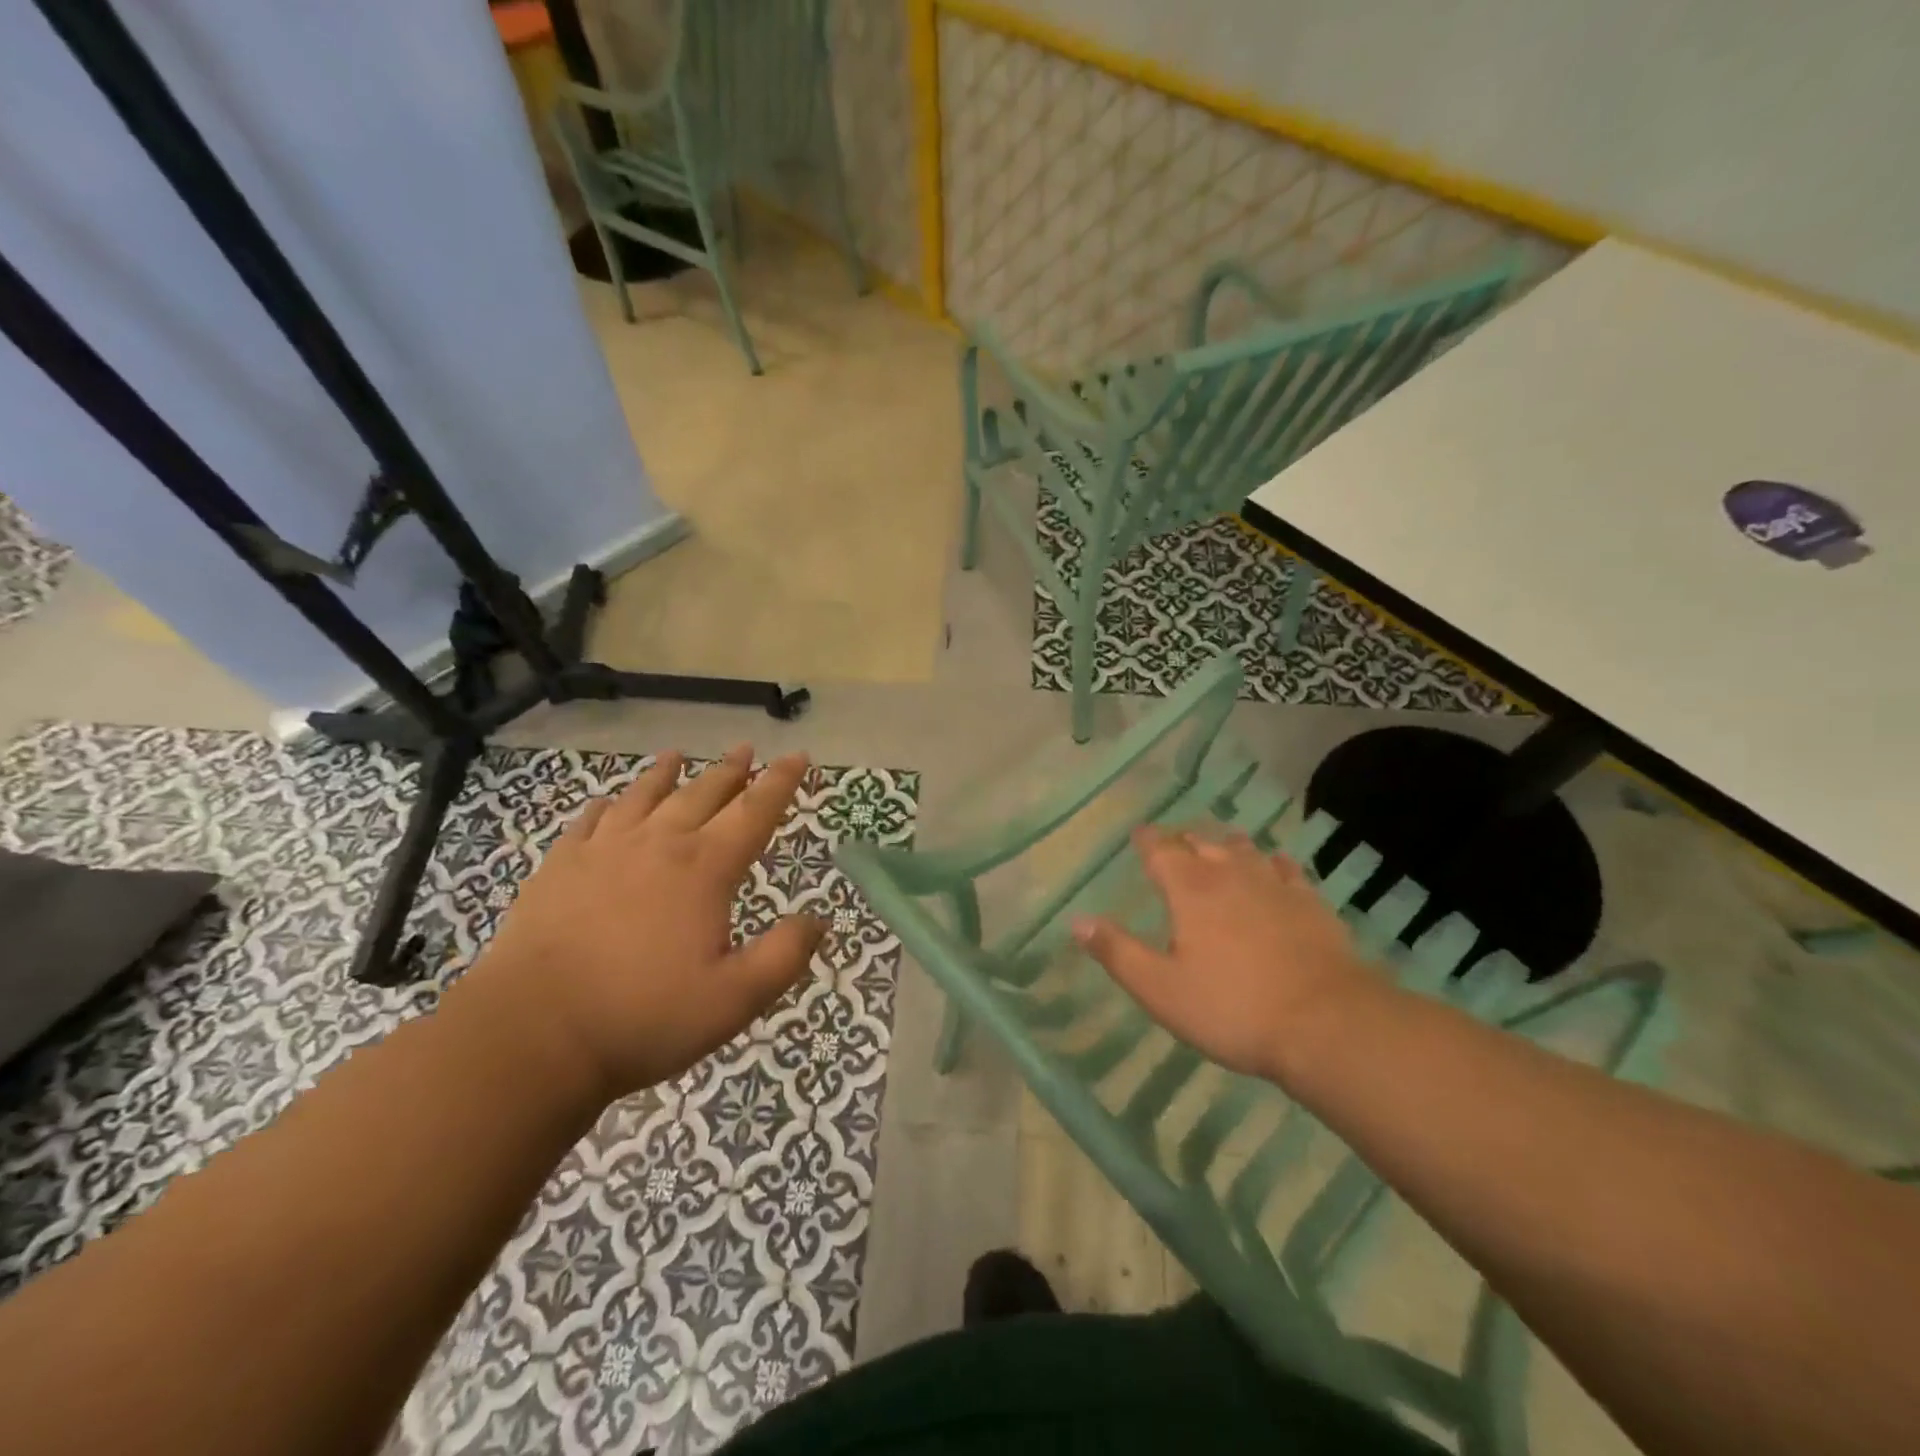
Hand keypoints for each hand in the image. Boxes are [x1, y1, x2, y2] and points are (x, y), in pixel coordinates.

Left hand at [470, 745, 822, 1100]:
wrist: (532, 1035)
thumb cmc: (644, 1017)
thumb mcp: (735, 999)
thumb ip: (785, 955)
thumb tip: (819, 920)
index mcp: (705, 869)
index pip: (755, 812)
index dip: (781, 782)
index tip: (797, 757)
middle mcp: (659, 845)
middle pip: (702, 794)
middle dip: (730, 771)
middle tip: (746, 751)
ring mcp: (603, 852)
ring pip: (644, 797)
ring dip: (667, 774)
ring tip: (678, 755)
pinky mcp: (559, 868)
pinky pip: (590, 822)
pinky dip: (608, 806)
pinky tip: (609, 803)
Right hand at [1071, 826, 1372, 1084]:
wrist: (1328, 1024)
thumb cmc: (1232, 1008)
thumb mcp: (1160, 989)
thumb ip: (1117, 952)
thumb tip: (1077, 920)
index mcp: (1190, 890)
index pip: (1160, 851)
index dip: (1148, 840)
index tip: (1140, 833)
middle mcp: (1230, 875)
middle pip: (1203, 843)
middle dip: (1184, 839)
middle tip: (1175, 841)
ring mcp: (1275, 886)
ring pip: (1245, 850)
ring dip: (1226, 844)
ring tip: (1219, 842)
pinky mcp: (1311, 904)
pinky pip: (1287, 869)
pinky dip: (1273, 862)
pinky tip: (1275, 863)